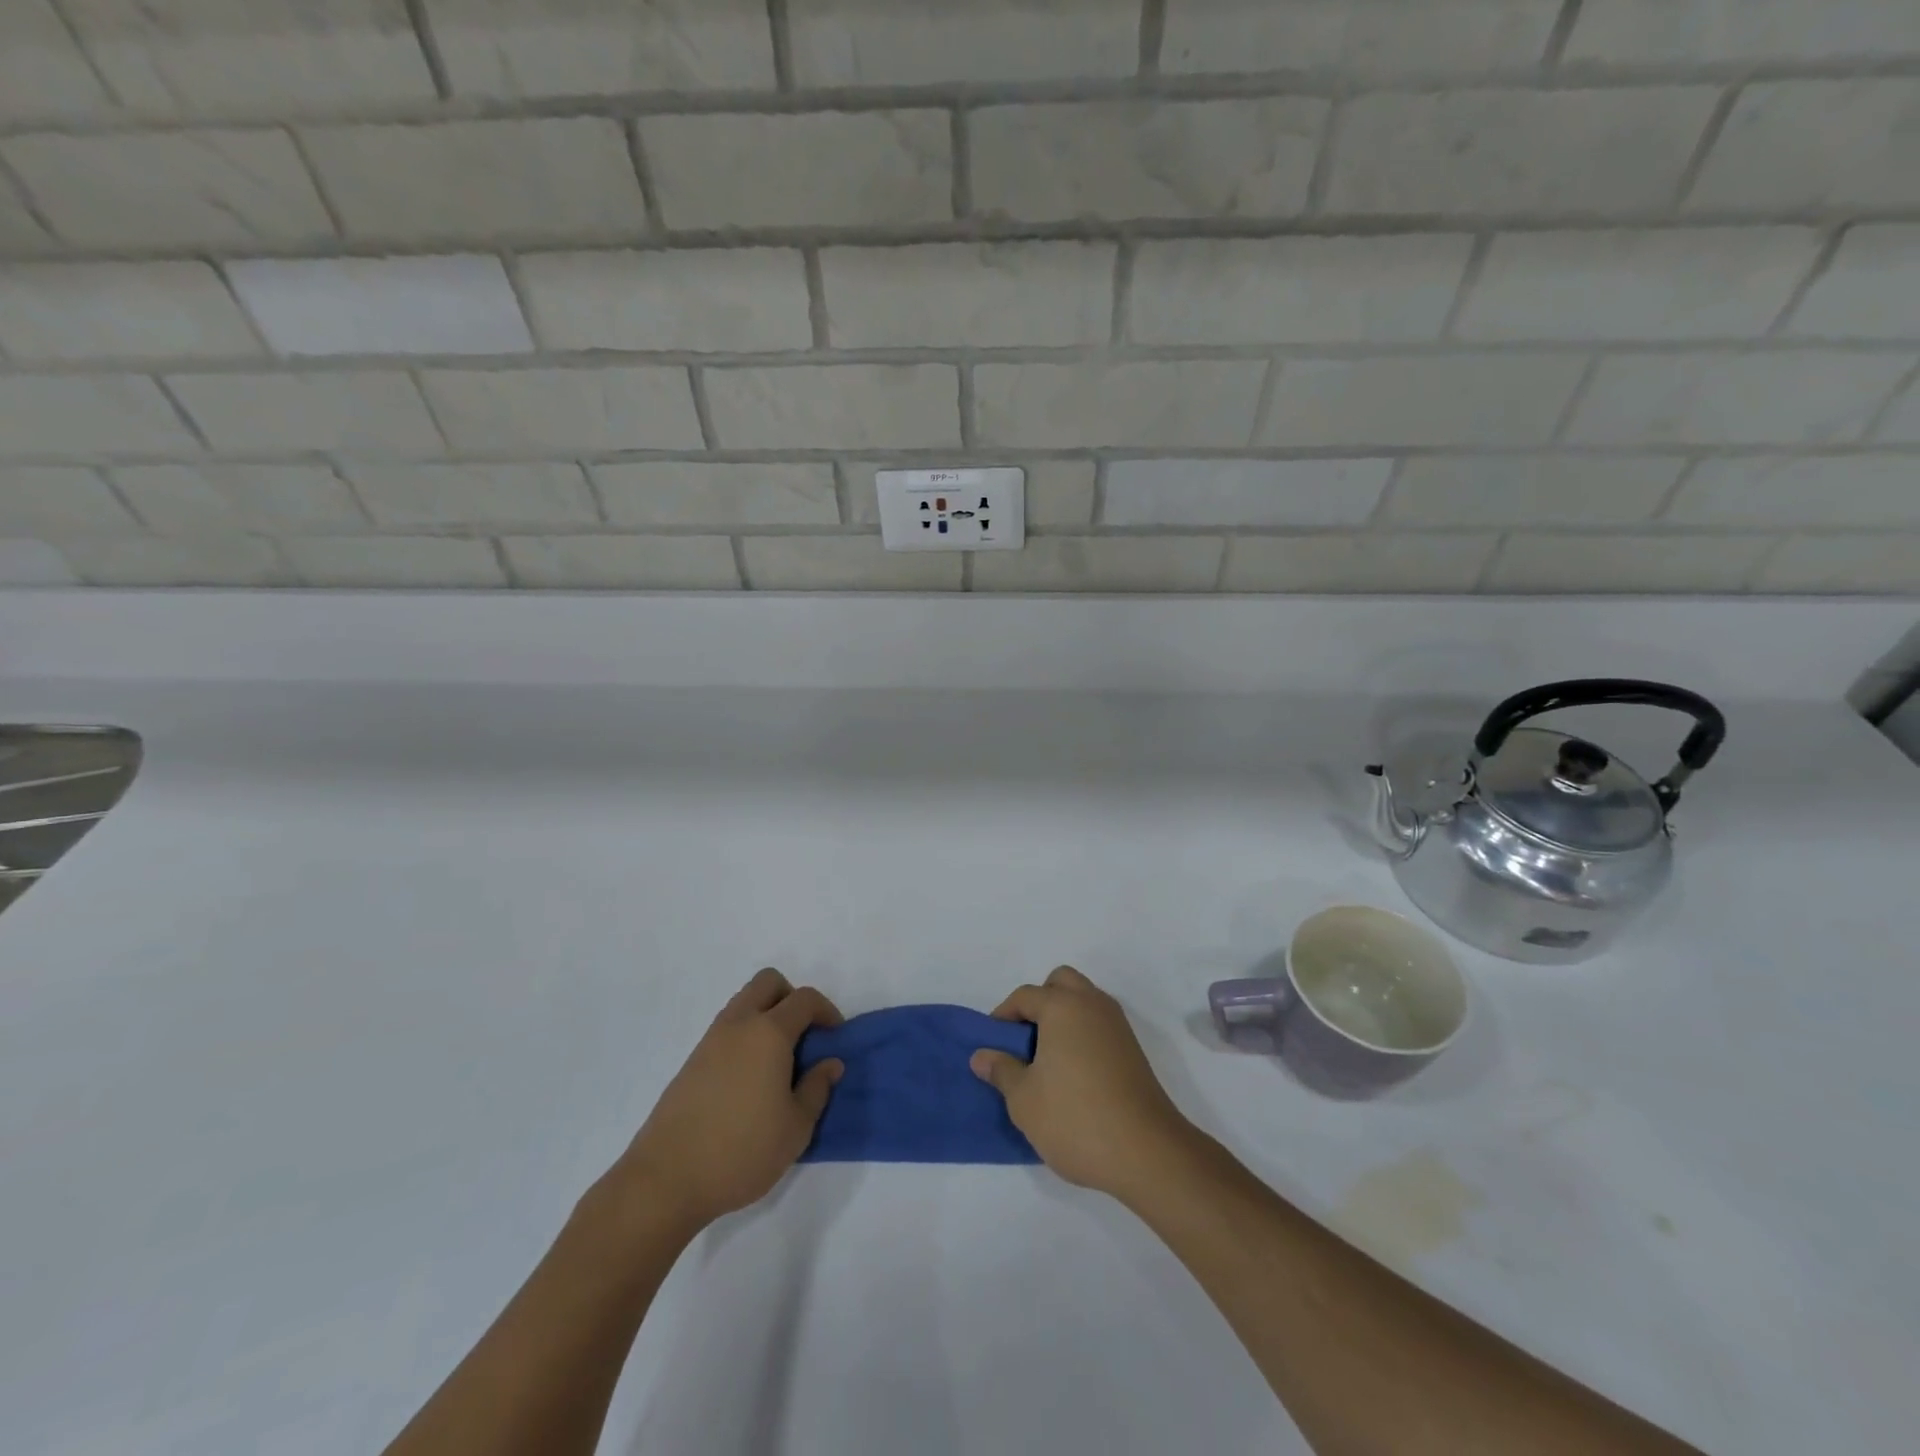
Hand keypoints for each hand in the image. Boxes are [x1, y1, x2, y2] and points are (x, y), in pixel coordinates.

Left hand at [611, 968, 843, 1233]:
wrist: (666, 1180)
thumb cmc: (742, 1151)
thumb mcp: (796, 1128)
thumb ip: (817, 1089)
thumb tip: (830, 1063)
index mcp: (769, 1033)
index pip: (804, 999)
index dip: (826, 1011)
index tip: (835, 1038)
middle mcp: (739, 1025)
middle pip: (768, 983)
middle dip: (792, 998)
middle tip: (804, 1036)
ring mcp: (710, 1041)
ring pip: (744, 1003)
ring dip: (766, 1016)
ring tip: (778, 1061)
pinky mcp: (692, 1062)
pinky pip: (727, 1029)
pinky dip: (745, 1037)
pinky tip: (750, 1080)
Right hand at [970, 966, 1194, 1202]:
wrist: (1146, 1152)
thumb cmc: (1075, 1119)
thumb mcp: (1024, 1099)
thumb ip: (1001, 1070)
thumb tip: (982, 1055)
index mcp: (1063, 1006)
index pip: (1025, 995)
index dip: (1003, 1016)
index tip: (993, 1045)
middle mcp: (1092, 1004)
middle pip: (1060, 983)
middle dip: (1039, 1002)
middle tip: (1024, 1040)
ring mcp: (1117, 1025)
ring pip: (1084, 1001)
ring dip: (1063, 1016)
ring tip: (1046, 1058)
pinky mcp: (1132, 1049)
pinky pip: (1099, 1024)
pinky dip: (1082, 1033)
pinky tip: (1072, 1072)